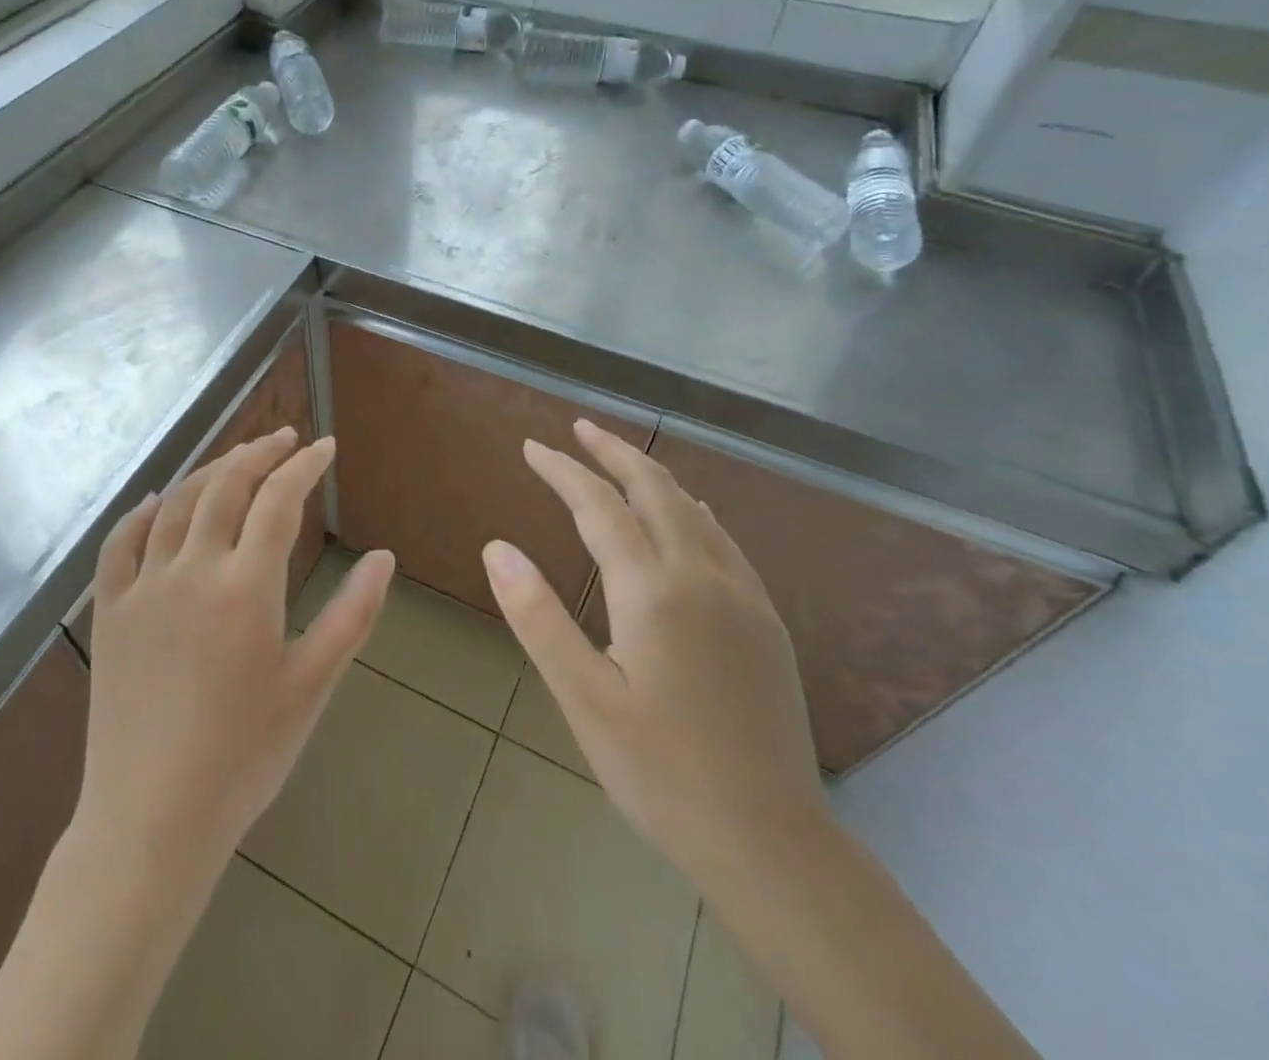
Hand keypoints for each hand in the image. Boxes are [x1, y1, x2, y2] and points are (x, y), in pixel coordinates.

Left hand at [75, 428, 393, 880]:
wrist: (151, 820)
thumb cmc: (244, 757)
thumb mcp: (312, 686)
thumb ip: (352, 615)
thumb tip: (383, 557)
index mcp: (245, 587)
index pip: (278, 500)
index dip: (304, 466)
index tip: (325, 447)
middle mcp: (191, 570)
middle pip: (226, 486)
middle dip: (259, 453)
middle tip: (285, 439)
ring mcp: (142, 587)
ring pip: (175, 503)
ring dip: (210, 470)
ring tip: (238, 459)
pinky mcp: (109, 612)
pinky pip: (120, 542)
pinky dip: (142, 511)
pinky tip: (157, 500)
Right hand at [483, 420, 825, 883]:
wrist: (771, 841)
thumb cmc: (661, 772)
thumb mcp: (584, 698)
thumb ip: (538, 616)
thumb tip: (497, 547)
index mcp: (653, 590)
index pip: (599, 506)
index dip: (563, 470)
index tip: (531, 446)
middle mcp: (702, 576)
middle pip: (655, 489)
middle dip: (614, 451)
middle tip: (579, 428)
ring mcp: (743, 596)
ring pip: (694, 509)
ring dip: (653, 475)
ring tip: (621, 460)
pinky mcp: (765, 621)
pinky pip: (724, 540)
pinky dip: (692, 509)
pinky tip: (689, 513)